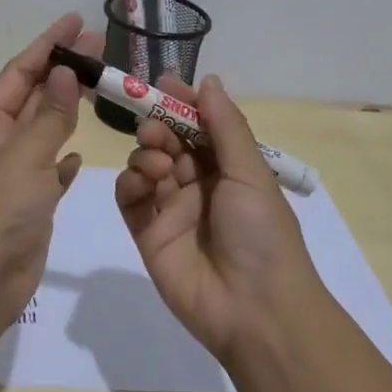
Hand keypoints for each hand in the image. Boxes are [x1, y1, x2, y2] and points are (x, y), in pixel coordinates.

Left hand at [0, 12, 100, 311]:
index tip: (75, 20)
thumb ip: (50, 114)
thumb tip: (65, 72)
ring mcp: (13, 175)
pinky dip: (63, 158)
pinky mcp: (29, 203)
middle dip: (63, 71)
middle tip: (99, 46)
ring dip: (67, 109)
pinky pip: (48, 170)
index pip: (20, 72)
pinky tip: (79, 154)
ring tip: (99, 87)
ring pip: (44, 131)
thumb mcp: (26, 153)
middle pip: (33, 96)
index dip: (47, 43)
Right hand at [115, 73, 318, 363]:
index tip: (163, 83)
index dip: (182, 104)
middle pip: (168, 142)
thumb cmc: (261, 233)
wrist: (255, 310)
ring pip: (146, 165)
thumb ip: (225, 126)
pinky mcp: (148, 234)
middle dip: (159, 127)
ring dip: (146, 154)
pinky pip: (130, 199)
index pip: (200, 126)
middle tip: (155, 129)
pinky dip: (129, 183)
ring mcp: (171, 209)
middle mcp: (199, 184)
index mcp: (229, 169)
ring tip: (158, 164)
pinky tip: (140, 182)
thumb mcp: (250, 173)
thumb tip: (209, 80)